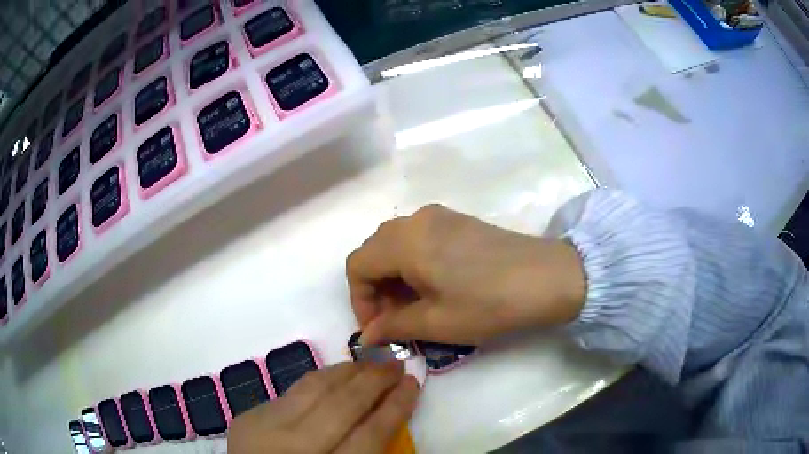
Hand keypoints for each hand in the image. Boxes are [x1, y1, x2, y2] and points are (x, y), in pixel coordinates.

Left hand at [228, 361, 418, 453]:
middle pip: (341, 406)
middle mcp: (291, 447)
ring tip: (370, 363)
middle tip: (397, 365)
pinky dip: (318, 381)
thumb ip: (364, 453)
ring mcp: (263, 428)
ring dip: (347, 372)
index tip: (414, 384)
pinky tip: (334, 377)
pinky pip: (291, 391)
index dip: (395, 408)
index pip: (369, 437)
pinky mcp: (248, 417)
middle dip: (374, 381)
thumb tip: (387, 418)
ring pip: (313, 388)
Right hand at [347, 205, 585, 345]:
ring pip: (396, 244)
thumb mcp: (437, 322)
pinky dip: (413, 263)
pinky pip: (419, 238)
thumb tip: (367, 336)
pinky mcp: (458, 221)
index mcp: (405, 241)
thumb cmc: (489, 303)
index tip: (378, 327)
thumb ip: (394, 326)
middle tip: (395, 320)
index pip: (358, 265)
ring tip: (415, 306)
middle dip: (376, 288)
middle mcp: (416, 219)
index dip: (359, 300)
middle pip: (374, 251)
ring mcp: (439, 216)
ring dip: (394, 276)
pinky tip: (435, 286)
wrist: (547, 277)